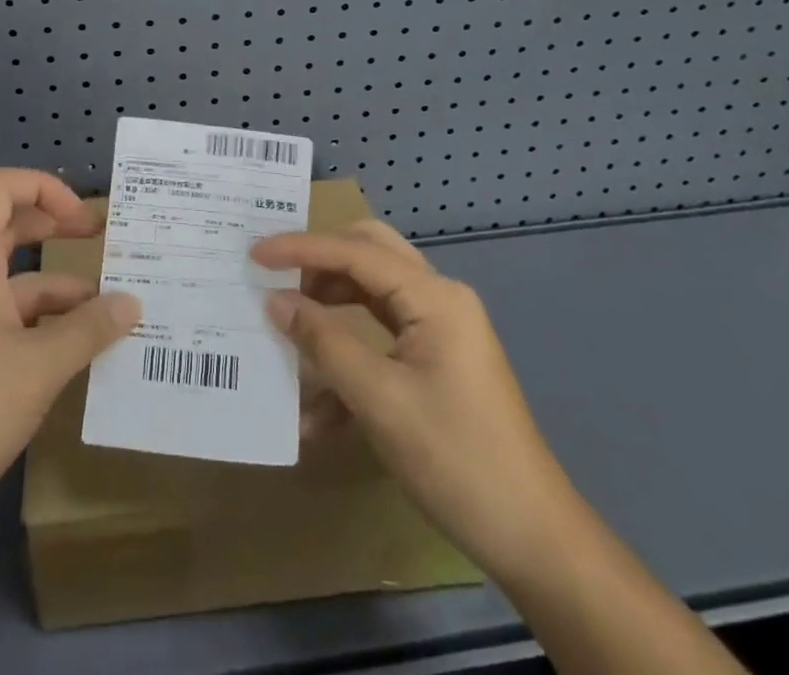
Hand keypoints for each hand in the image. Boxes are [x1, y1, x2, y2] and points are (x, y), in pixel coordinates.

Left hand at [0, 169, 139, 534]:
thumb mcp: (38, 369)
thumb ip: (89, 330)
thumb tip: (132, 303)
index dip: (43, 187)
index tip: (83, 219)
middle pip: (9, 231)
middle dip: (58, 231)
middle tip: (106, 245)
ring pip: (15, 288)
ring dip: (61, 295)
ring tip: (113, 319)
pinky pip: (8, 326)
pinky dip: (44, 332)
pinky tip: (77, 359)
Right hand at [252, 219, 569, 576]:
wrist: (534, 539)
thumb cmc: (456, 459)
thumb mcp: (379, 400)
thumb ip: (324, 342)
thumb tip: (275, 301)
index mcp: (434, 297)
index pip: (356, 253)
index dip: (301, 249)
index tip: (255, 254)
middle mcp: (439, 299)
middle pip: (369, 254)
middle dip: (320, 262)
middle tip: (277, 274)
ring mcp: (441, 330)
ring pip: (373, 293)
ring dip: (331, 307)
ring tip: (289, 325)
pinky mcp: (438, 361)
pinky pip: (383, 336)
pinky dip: (349, 352)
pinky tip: (318, 404)